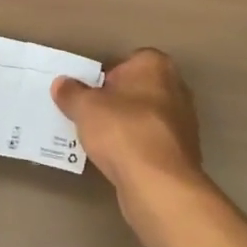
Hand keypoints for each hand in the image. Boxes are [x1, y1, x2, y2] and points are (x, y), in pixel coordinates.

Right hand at [52, 48, 206, 220]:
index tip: (88, 95)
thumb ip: (71, 93)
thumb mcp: (85, 108)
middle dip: (116, 101)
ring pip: (145, 117)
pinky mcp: (183, 152)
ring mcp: (184, 121)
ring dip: (127, 126)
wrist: (159, 184)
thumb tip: (61, 84)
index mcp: (156, 65)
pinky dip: (138, 148)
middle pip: (137, 89)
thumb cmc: (122, 131)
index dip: (104, 77)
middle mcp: (176, 87)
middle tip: (91, 117)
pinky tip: (119, 161)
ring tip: (101, 142)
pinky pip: (152, 142)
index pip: (126, 62)